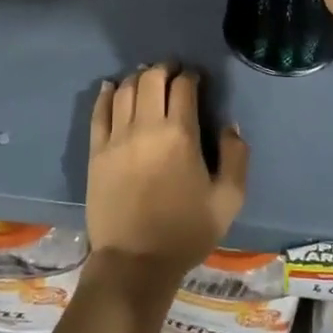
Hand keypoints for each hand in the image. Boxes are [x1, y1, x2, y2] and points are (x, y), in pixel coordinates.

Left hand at [86, 64, 247, 280]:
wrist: (135, 263)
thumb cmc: (185, 232)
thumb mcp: (228, 200)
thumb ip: (236, 157)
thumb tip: (230, 126)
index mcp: (180, 135)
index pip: (183, 87)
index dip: (191, 76)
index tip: (196, 79)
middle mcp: (146, 127)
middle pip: (151, 79)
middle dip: (164, 69)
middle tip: (173, 72)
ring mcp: (116, 138)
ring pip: (124, 90)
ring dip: (138, 77)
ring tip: (147, 78)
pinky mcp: (96, 152)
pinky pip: (98, 112)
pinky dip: (106, 93)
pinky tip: (112, 87)